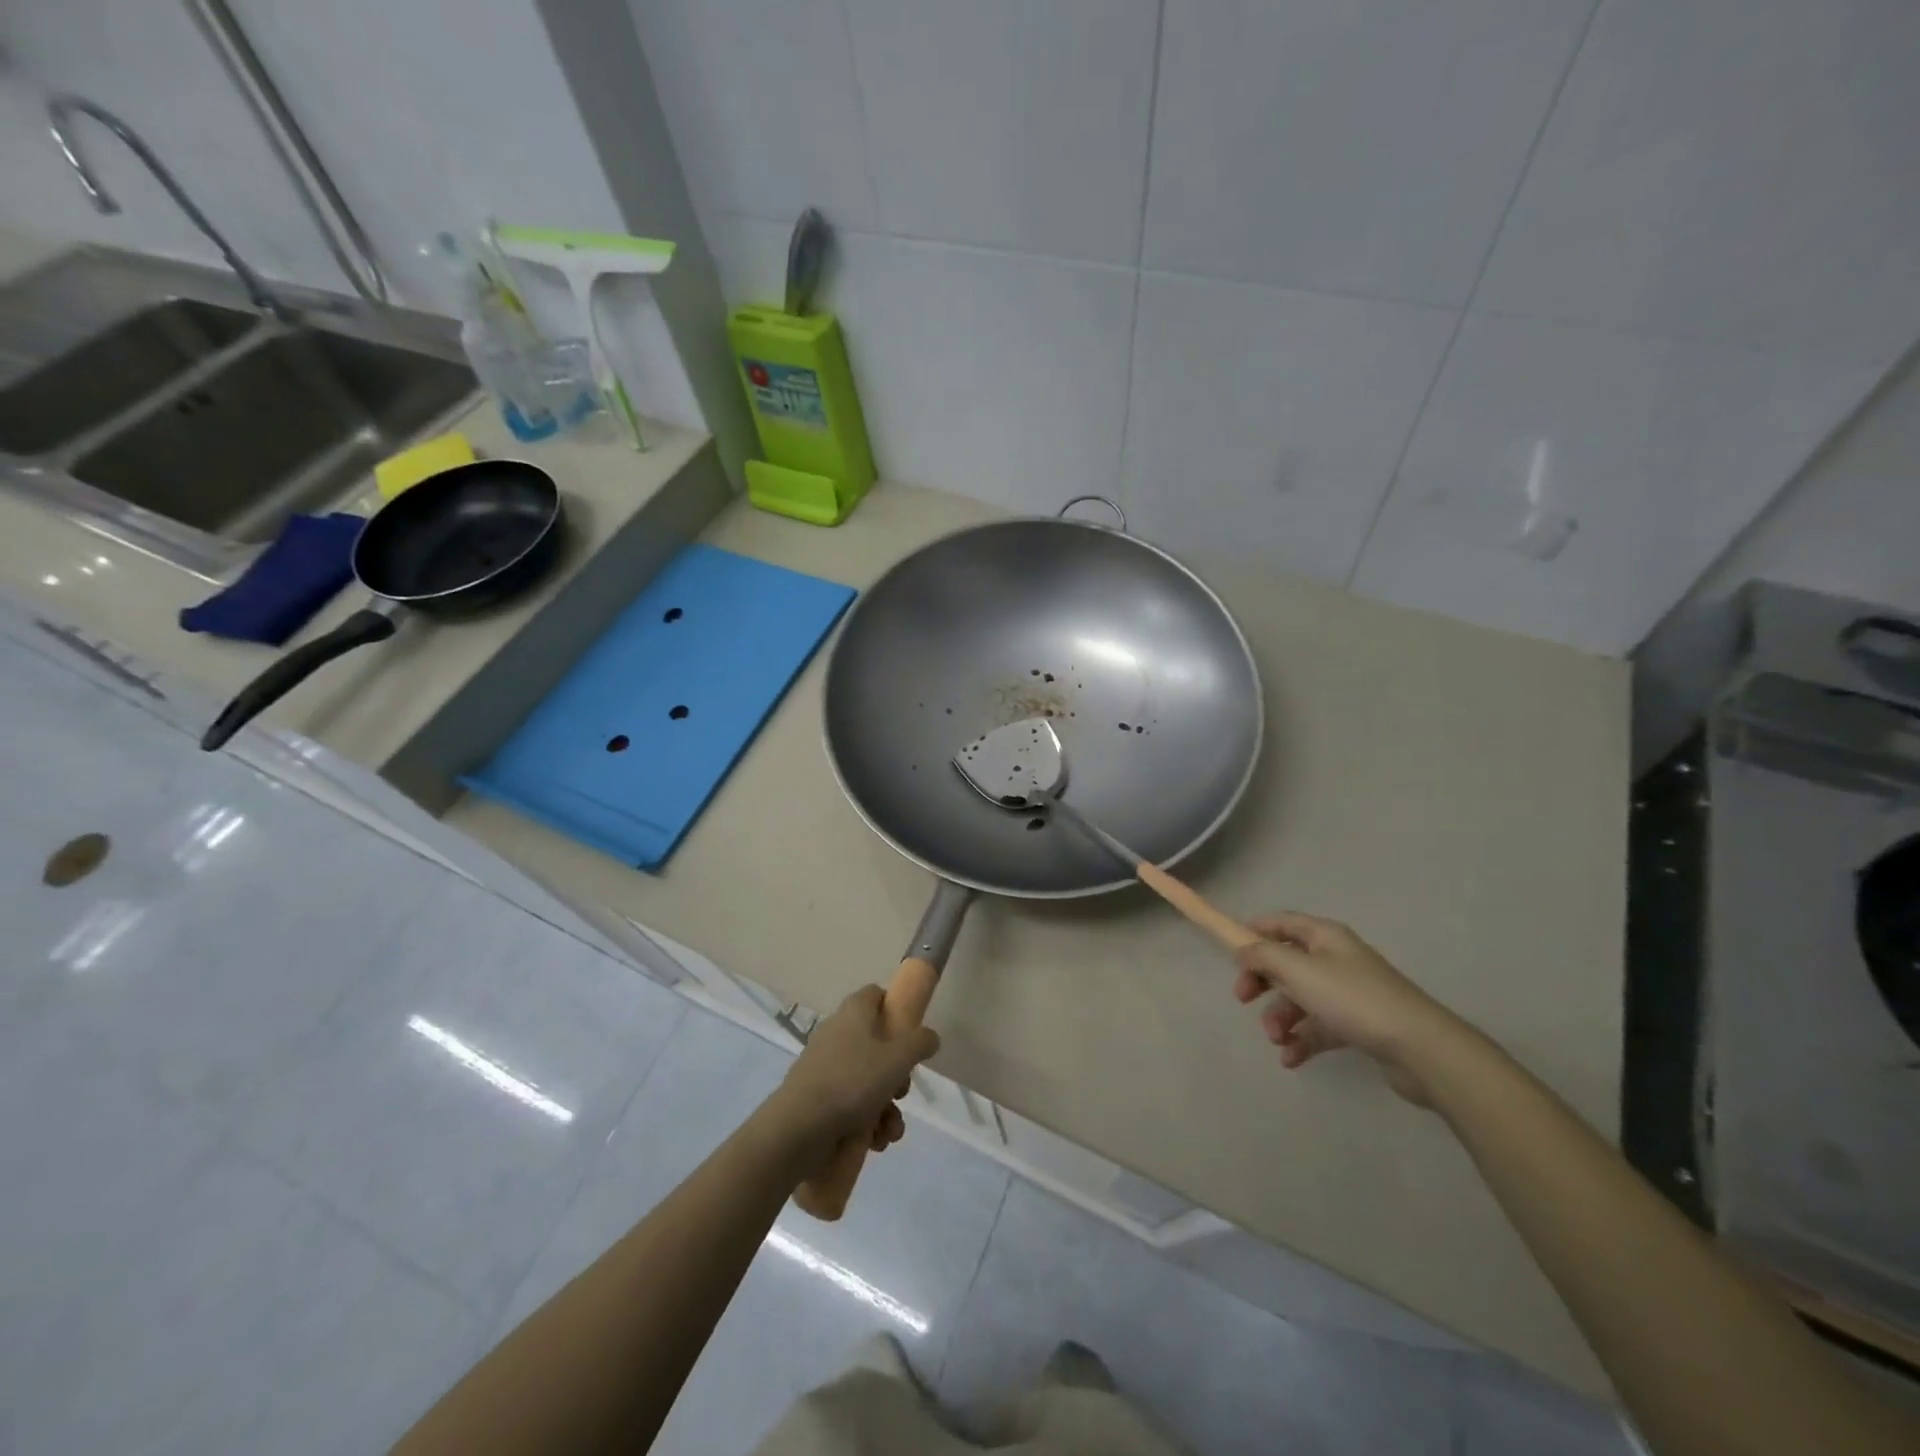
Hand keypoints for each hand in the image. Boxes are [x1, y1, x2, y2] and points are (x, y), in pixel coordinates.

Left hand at [764, 985, 940, 1166]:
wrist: (799, 1128)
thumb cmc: (853, 1082)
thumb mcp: (898, 1058)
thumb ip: (920, 1043)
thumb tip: (929, 1036)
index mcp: (854, 1013)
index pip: (876, 995)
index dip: (896, 1009)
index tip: (911, 1034)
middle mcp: (837, 1033)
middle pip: (877, 1044)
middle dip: (897, 1074)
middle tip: (902, 1092)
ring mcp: (825, 1066)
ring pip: (867, 1080)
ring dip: (886, 1107)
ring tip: (890, 1131)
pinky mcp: (817, 1097)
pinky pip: (850, 1103)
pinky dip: (866, 1121)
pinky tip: (875, 1141)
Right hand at [1231, 912, 1464, 1103]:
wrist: (1419, 1047)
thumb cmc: (1352, 998)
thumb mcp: (1298, 970)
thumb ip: (1264, 956)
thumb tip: (1243, 949)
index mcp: (1325, 937)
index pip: (1283, 922)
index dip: (1255, 931)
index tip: (1231, 949)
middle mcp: (1336, 959)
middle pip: (1287, 963)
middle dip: (1263, 982)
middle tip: (1243, 999)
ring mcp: (1348, 994)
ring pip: (1301, 999)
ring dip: (1281, 1018)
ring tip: (1277, 1040)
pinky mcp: (1358, 1026)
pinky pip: (1319, 1028)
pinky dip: (1302, 1040)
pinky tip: (1291, 1058)